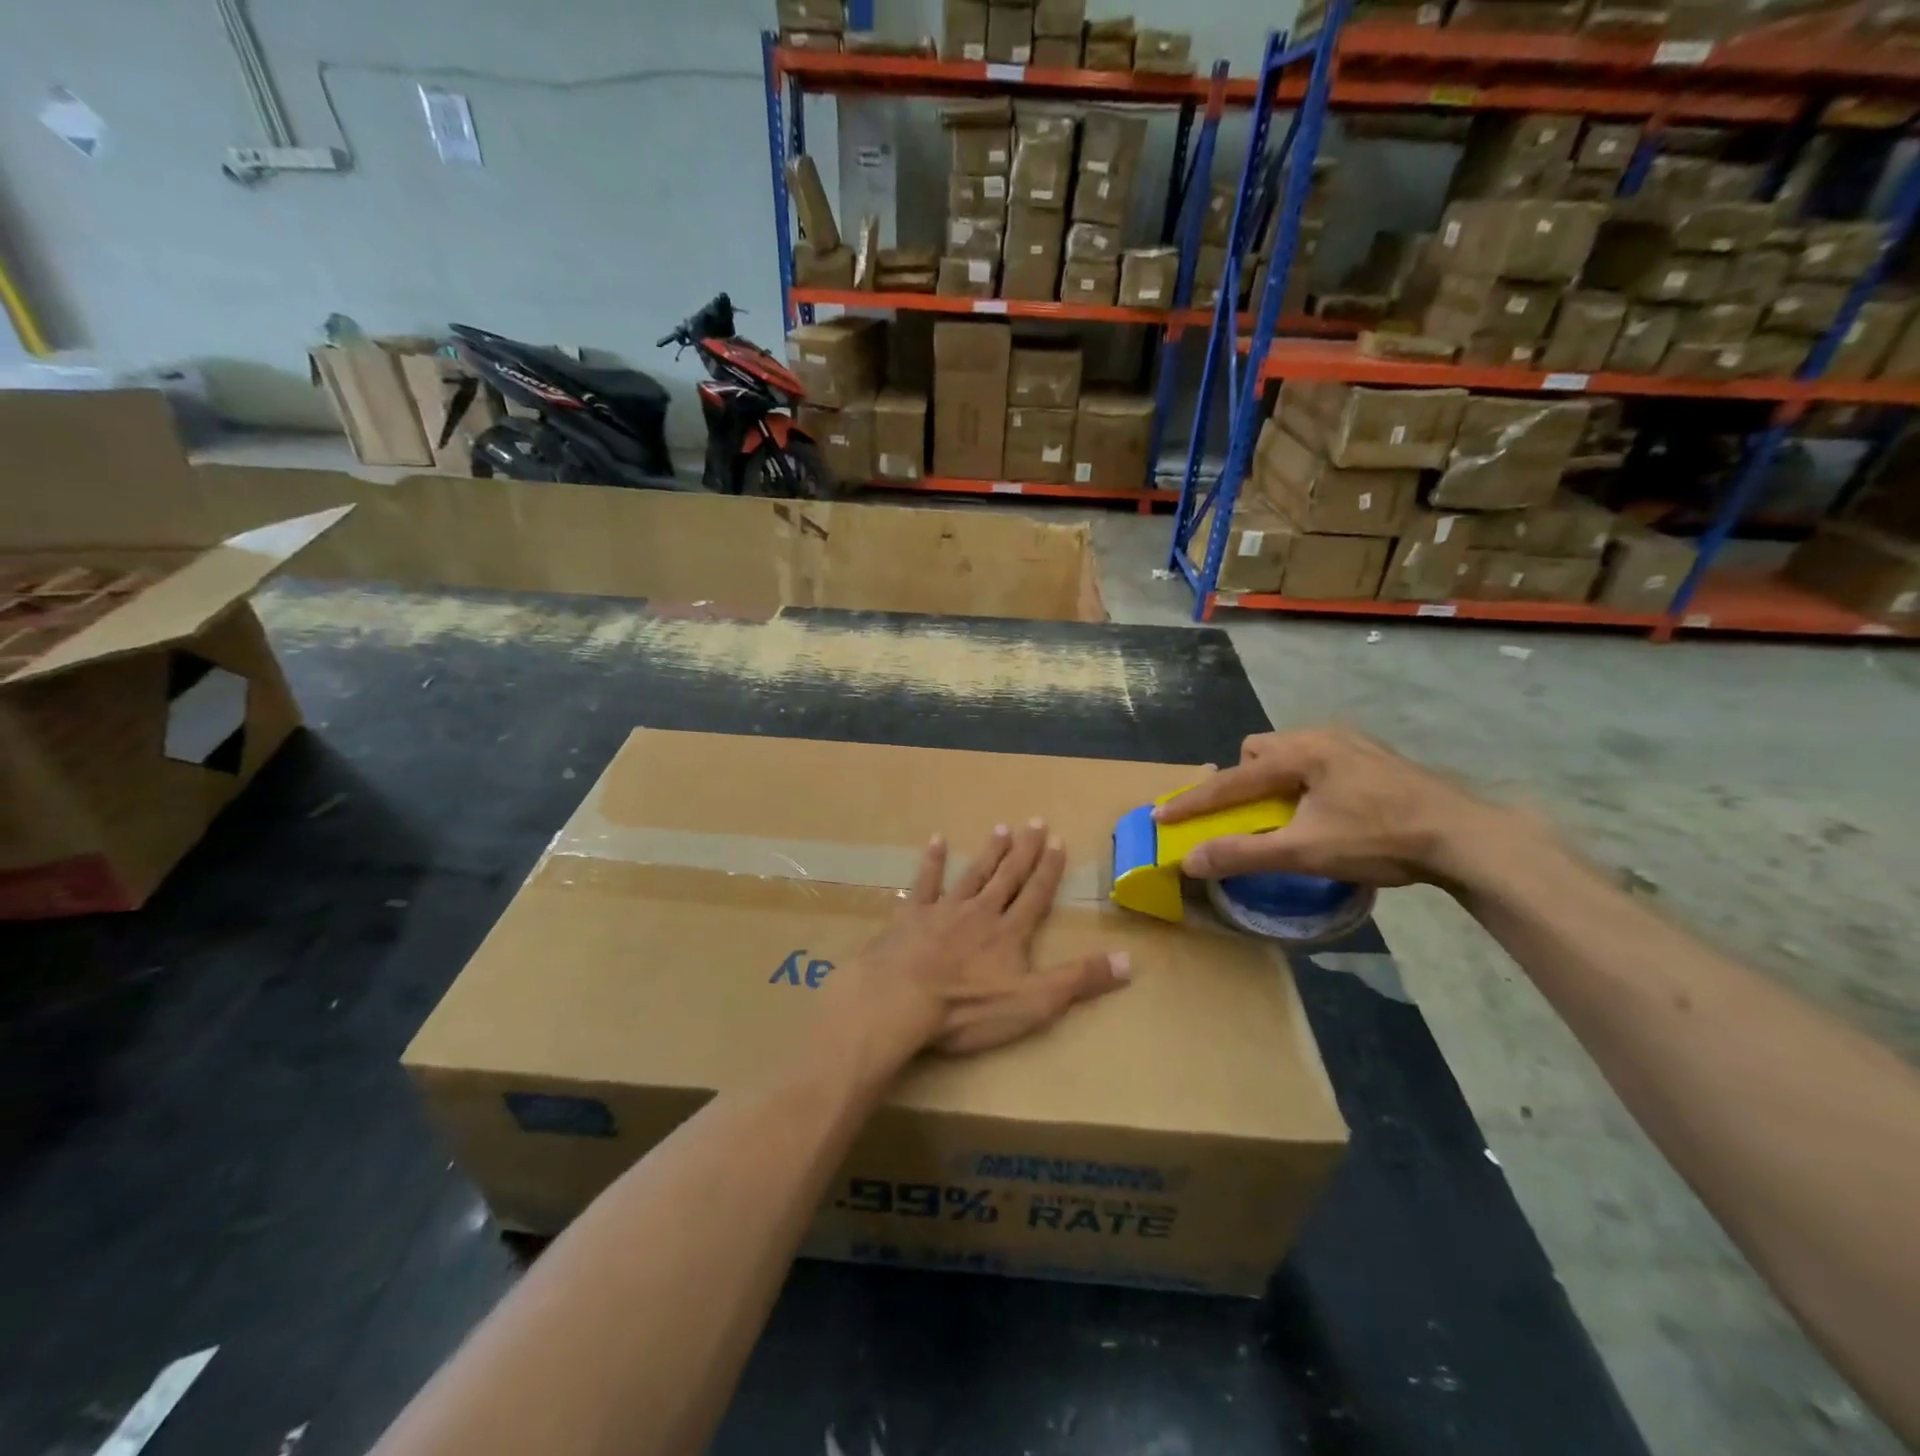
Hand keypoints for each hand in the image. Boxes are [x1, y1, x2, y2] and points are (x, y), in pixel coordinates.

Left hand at [824, 821, 1130, 1064]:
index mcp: (1009, 933)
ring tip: (1001, 828)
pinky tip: (936, 841)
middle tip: (1035, 821)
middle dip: (1024, 851)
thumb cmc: (968, 1008)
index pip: (1035, 895)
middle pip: (1007, 877)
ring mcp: (943, 911)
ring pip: (972, 875)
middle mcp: (980, 913)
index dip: (1048, 870)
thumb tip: (1130, 960)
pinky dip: (932, 862)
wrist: (900, 999)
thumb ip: (1079, 980)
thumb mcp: (1034, 1002)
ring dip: (988, 853)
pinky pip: (924, 883)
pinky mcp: (910, 918)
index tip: (1057, 841)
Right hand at [1153, 727, 1521, 888]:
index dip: (1193, 800)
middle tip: (1246, 813)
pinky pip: (1318, 757)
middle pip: (1258, 750)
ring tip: (1286, 811)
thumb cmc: (1379, 839)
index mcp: (1299, 754)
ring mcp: (1351, 741)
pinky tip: (1326, 806)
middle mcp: (1320, 736)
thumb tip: (1190, 860)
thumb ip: (1244, 854)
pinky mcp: (1373, 754)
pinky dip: (1304, 778)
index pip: (1231, 779)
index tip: (1160, 813)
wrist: (1465, 836)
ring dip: (1274, 778)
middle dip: (1242, 779)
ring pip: (1290, 751)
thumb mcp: (1305, 851)